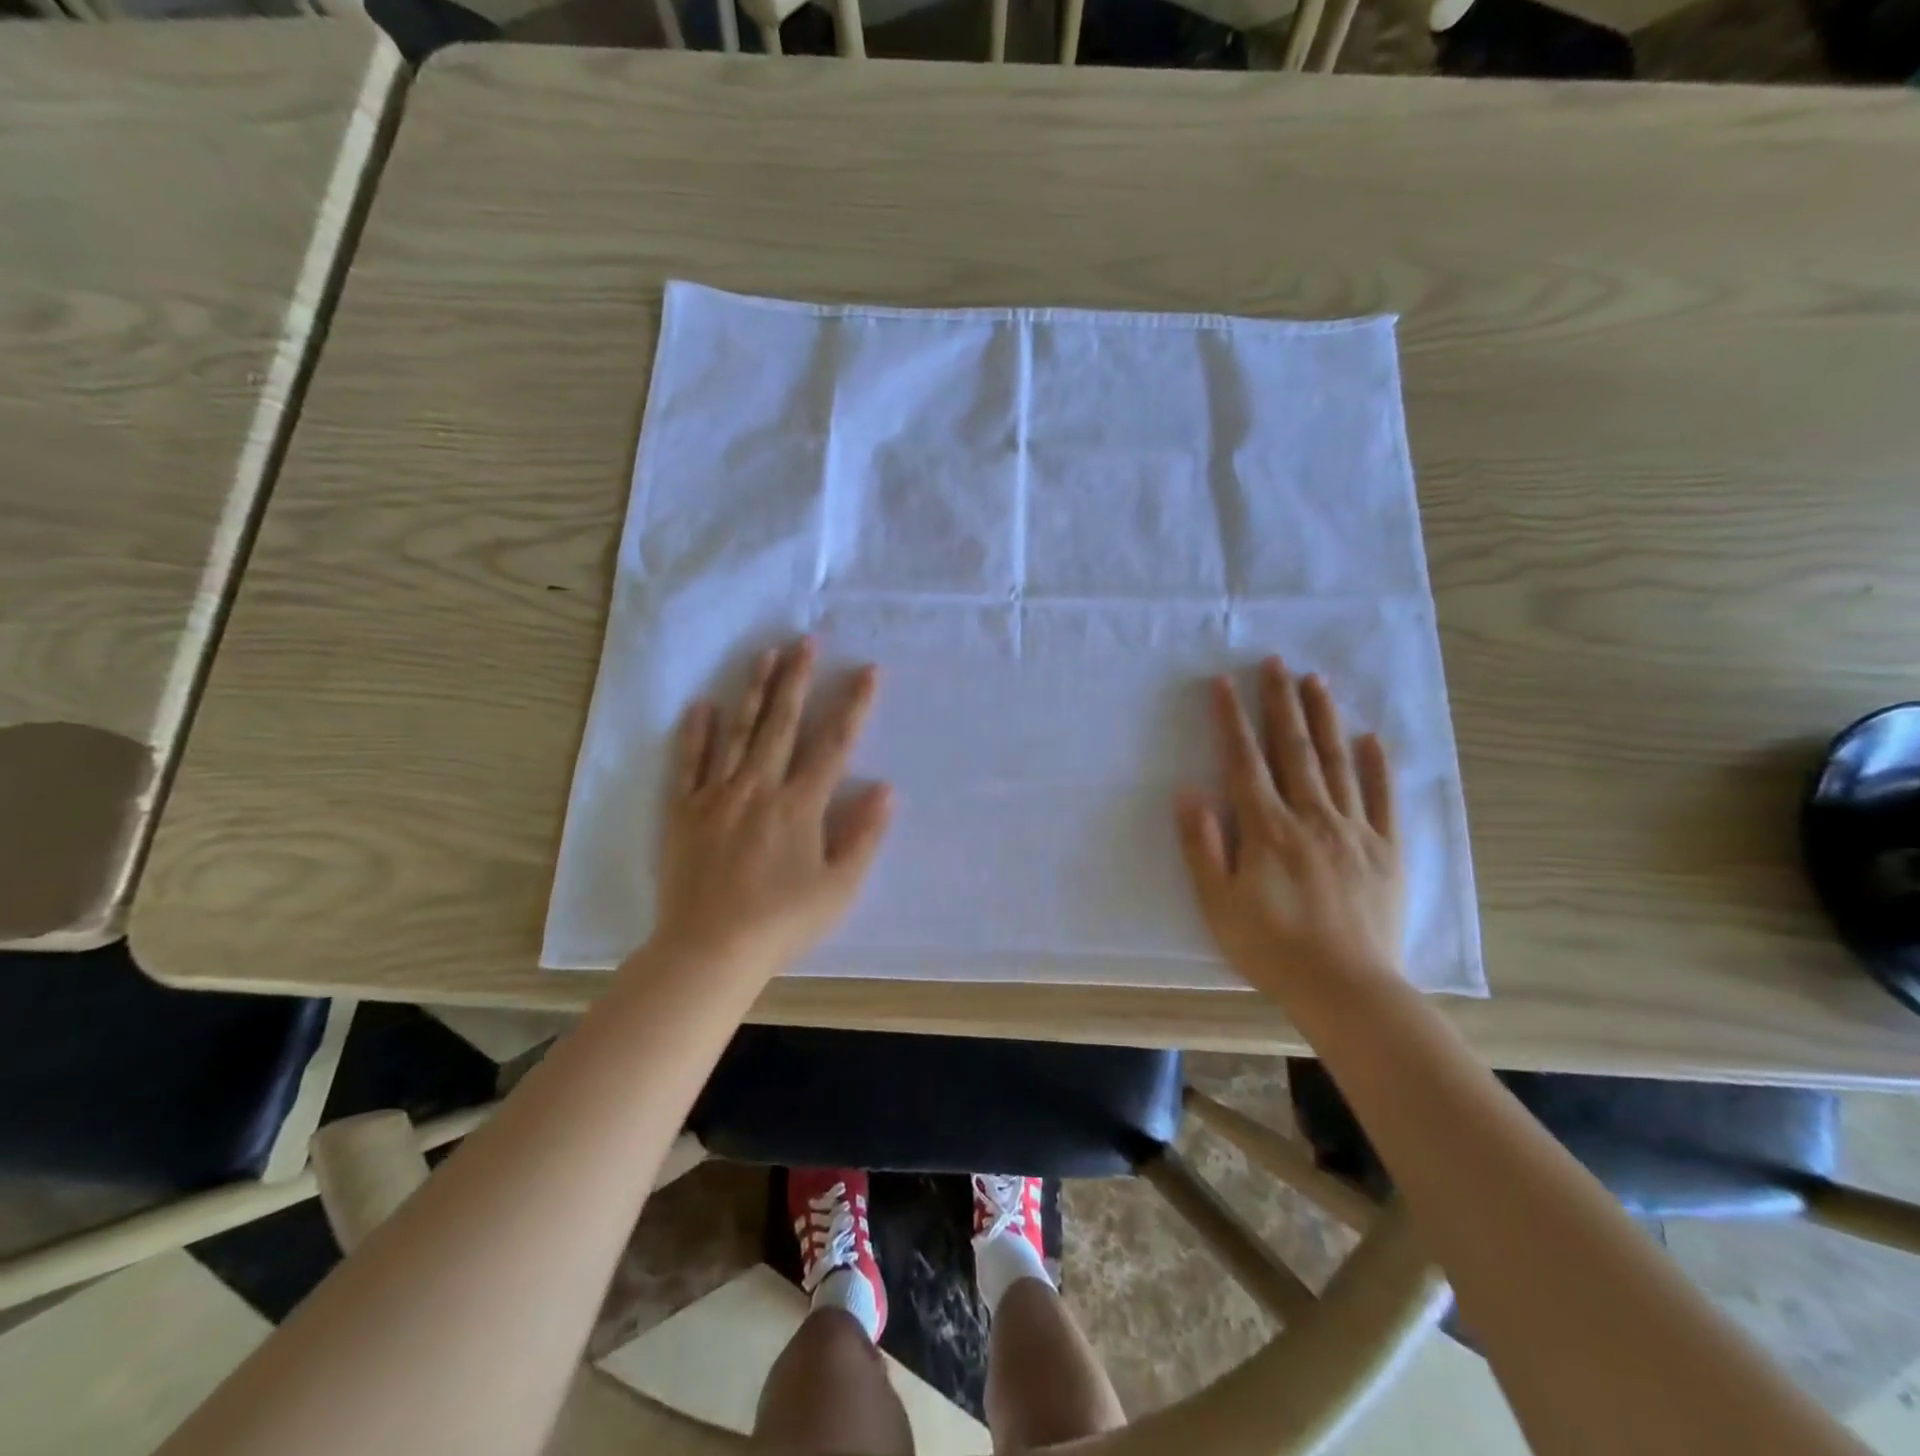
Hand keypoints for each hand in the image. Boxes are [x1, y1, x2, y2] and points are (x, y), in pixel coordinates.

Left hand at [649, 638, 891, 980]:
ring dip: (752, 690)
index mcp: (799, 805)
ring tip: (764, 654)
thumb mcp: (838, 888)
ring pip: (737, 732)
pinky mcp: (683, 812)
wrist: (709, 950)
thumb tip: (886, 789)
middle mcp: (758, 788)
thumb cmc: (782, 922)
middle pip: (781, 724)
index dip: (853, 705)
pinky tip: (700, 705)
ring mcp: (716, 796)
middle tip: (805, 640)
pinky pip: (688, 764)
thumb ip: (863, 835)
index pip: (833, 744)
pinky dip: (696, 733)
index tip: (867, 670)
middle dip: (796, 679)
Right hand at [1176, 658, 1405, 1007]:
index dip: (1232, 720)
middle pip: (1293, 749)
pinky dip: (1376, 766)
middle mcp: (1312, 817)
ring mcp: (1355, 830)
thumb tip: (1188, 794)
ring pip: (1337, 762)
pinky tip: (1370, 738)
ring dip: (1324, 718)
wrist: (1348, 990)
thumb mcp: (1218, 903)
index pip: (1245, 761)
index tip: (1225, 683)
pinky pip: (1383, 798)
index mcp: (1267, 829)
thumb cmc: (1272, 948)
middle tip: (1276, 662)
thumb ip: (1202, 846)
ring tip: (1316, 681)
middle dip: (1281, 702)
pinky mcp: (1387, 850)